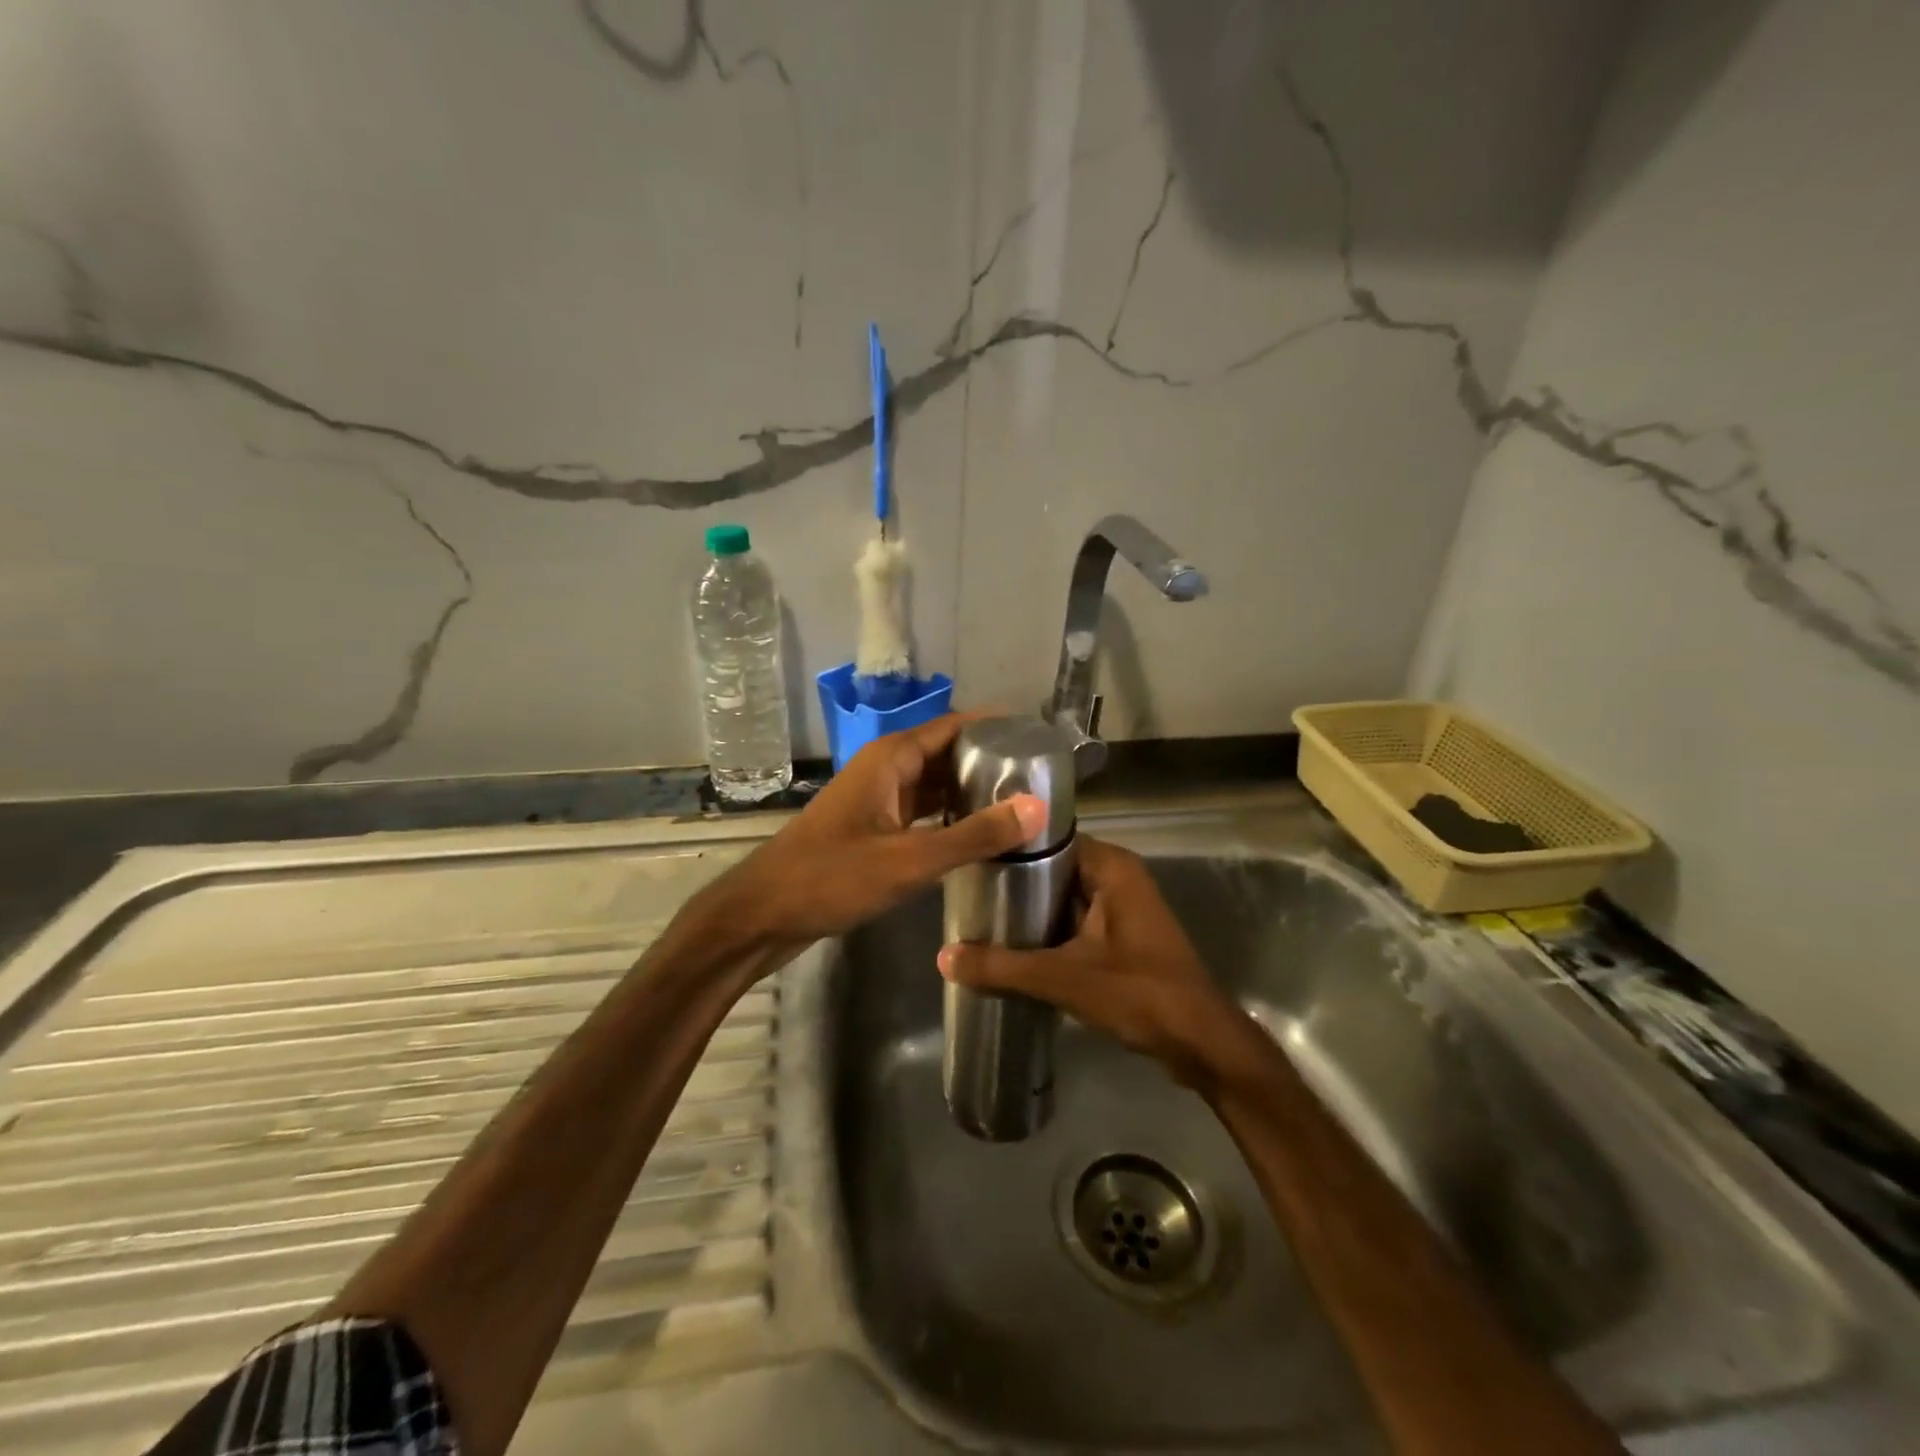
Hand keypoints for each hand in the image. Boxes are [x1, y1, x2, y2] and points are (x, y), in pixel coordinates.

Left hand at [703, 713, 1044, 954]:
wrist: (763, 915)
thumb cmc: (832, 877)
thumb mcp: (909, 859)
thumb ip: (974, 836)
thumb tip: (1037, 808)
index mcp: (890, 759)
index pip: (953, 726)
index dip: (994, 727)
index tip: (1038, 737)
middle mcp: (884, 770)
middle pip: (945, 754)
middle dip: (988, 762)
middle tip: (1040, 778)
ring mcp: (876, 801)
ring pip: (932, 786)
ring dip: (969, 792)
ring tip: (1019, 805)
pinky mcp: (871, 830)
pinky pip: (920, 813)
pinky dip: (948, 819)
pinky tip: (977, 837)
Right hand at [936, 837, 1266, 1092]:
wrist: (1201, 1043)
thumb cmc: (1139, 994)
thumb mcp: (1064, 978)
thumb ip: (1003, 967)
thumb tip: (943, 957)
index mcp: (1111, 868)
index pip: (1051, 838)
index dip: (1011, 846)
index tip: (970, 854)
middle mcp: (1118, 877)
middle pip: (1054, 869)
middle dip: (1014, 883)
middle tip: (964, 891)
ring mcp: (1122, 908)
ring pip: (1063, 898)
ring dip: (1029, 911)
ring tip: (977, 917)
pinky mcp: (1122, 938)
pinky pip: (1075, 923)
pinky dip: (1048, 933)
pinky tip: (1011, 948)